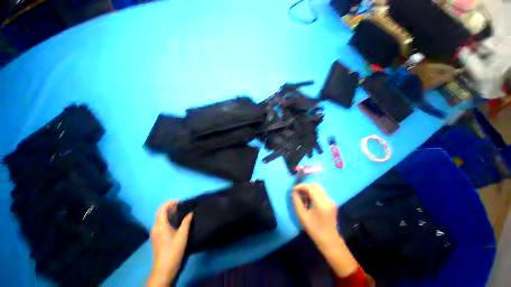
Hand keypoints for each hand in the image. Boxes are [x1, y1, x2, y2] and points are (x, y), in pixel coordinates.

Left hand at [147, 201, 192, 286]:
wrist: (164, 268)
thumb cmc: (173, 250)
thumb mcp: (182, 235)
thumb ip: (186, 222)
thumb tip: (191, 212)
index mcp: (160, 225)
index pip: (162, 209)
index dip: (170, 203)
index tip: (180, 202)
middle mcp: (155, 227)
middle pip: (160, 213)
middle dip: (170, 207)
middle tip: (182, 206)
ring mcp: (155, 233)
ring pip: (161, 218)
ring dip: (169, 213)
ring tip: (181, 212)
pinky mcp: (156, 237)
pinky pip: (161, 223)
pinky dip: (168, 219)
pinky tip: (176, 221)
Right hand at [292, 184, 357, 277]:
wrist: (329, 241)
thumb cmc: (314, 230)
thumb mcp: (302, 216)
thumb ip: (297, 202)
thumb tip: (294, 192)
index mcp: (321, 203)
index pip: (310, 187)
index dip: (300, 186)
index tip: (293, 189)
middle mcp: (328, 199)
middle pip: (315, 185)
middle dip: (305, 187)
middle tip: (297, 192)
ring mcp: (331, 201)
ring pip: (318, 188)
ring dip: (309, 190)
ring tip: (302, 197)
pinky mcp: (331, 203)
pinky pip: (320, 193)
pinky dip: (313, 193)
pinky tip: (309, 201)